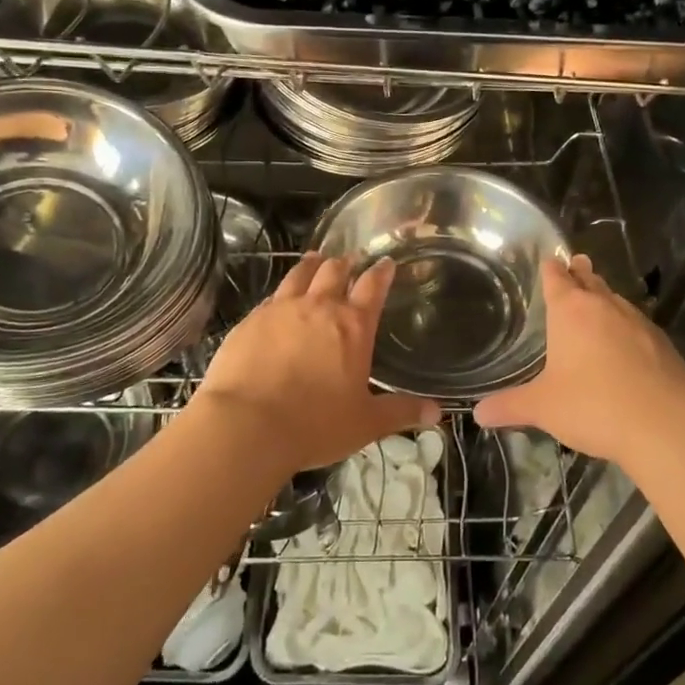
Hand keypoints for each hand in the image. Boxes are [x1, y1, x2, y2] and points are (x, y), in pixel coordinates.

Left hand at [194, 251, 439, 479]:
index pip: (373, 286)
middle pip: (335, 271)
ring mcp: (281, 309)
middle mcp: (319, 307)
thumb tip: (438, 413)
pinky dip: (282, 291)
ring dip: (312, 264)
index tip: (386, 262)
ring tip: (316, 258)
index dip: (382, 272)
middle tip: (351, 259)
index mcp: (353, 326)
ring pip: (300, 274)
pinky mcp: (250, 320)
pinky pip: (271, 296)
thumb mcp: (365, 423)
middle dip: (346, 263)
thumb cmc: (314, 425)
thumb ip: (401, 413)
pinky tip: (279, 297)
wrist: (245, 424)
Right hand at [475, 254, 684, 466]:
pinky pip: (638, 325)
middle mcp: (605, 307)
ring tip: (598, 299)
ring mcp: (639, 323)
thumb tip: (479, 413)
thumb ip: (510, 406)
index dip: (550, 268)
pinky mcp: (664, 345)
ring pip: (616, 300)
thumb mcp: (543, 408)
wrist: (668, 426)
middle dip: (580, 273)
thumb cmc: (594, 406)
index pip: (557, 278)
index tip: (548, 258)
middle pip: (590, 280)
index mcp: (571, 311)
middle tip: (576, 264)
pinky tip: (626, 342)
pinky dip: (627, 326)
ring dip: (605, 297)